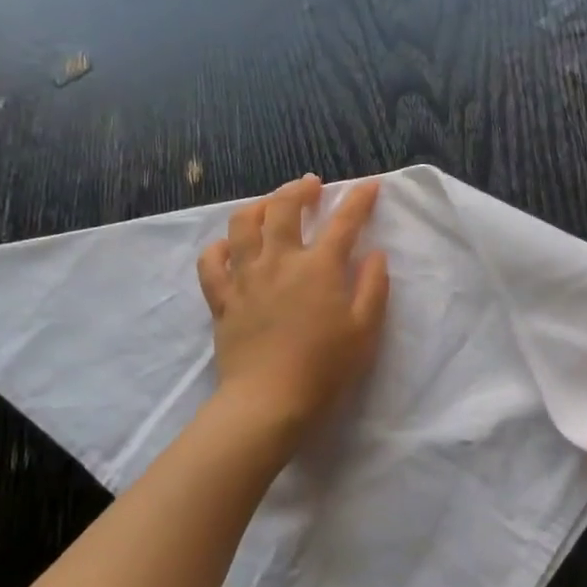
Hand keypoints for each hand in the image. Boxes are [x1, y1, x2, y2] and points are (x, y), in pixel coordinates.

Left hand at [197, 175, 389, 438]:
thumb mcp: (365, 329)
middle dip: (299, 189)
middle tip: (310, 185)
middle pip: (284, 208)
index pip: (344, 222)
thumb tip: (374, 253)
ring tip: (269, 205)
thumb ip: (373, 286)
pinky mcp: (222, 299)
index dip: (359, 199)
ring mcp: (246, 277)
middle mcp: (280, 261)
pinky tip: (228, 246)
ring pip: (243, 225)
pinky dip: (219, 247)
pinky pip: (212, 263)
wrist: (268, 401)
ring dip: (258, 206)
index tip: (369, 185)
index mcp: (319, 267)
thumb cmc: (325, 368)